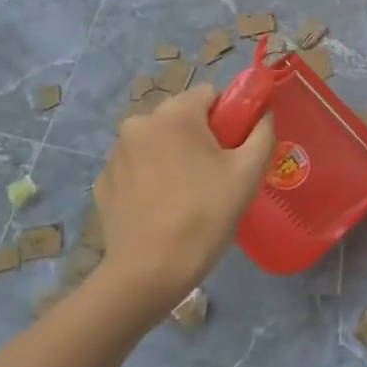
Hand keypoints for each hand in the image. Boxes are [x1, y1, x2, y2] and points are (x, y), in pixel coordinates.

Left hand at [91, 84, 274, 311]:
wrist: (149, 272)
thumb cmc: (205, 215)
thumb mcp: (249, 172)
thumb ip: (262, 133)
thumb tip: (263, 115)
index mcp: (174, 114)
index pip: (210, 94)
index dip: (229, 116)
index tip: (236, 147)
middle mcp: (138, 123)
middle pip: (181, 117)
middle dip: (200, 136)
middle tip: (217, 174)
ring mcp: (115, 154)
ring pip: (157, 142)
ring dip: (174, 155)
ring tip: (188, 194)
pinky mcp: (103, 183)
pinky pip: (137, 167)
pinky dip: (151, 178)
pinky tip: (162, 207)